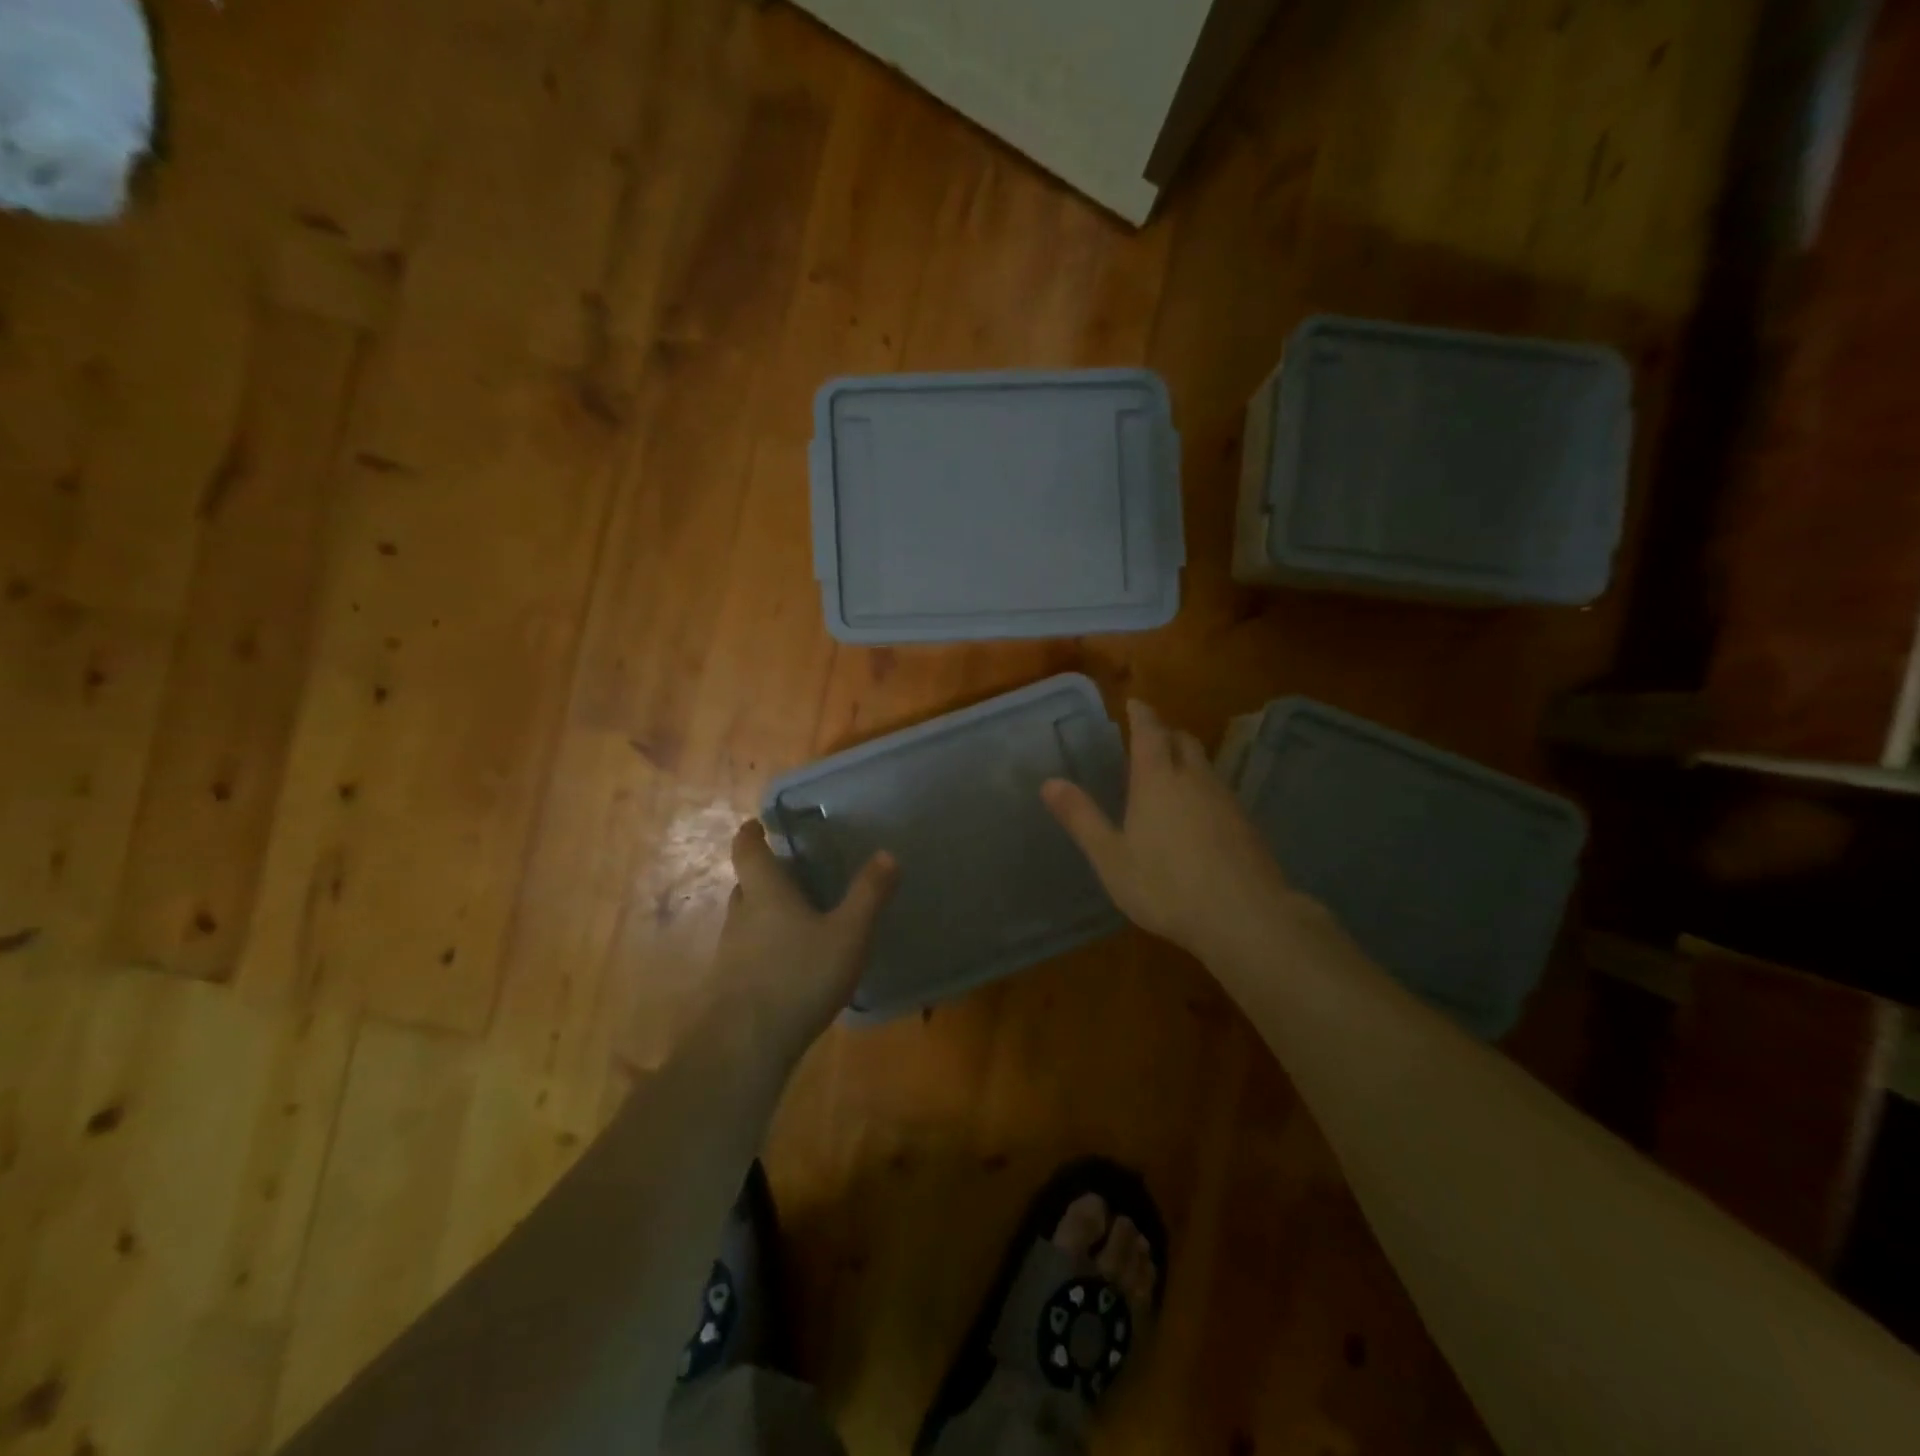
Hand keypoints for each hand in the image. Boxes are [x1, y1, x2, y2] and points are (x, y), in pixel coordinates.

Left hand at [711, 819, 896, 1050]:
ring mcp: (729, 953)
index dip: (750, 834)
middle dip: (764, 875)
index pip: (747, 851)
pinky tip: (787, 965)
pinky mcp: (728, 986)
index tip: (756, 824)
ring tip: (795, 918)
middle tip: (791, 873)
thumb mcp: (848, 934)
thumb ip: (868, 894)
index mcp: (766, 894)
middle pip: (746, 885)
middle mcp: (741, 916)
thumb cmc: (799, 977)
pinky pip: (746, 953)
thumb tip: (887, 853)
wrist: (744, 1047)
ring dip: (763, 912)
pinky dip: (763, 947)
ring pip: (744, 920)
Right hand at [1042, 700, 1294, 961]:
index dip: (1141, 714)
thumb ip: (1081, 818)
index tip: (1134, 703)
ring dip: (1187, 762)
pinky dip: (1204, 791)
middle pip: (1183, 741)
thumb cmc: (1165, 886)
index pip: (1149, 731)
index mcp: (1158, 779)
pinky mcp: (1247, 826)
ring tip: (1171, 776)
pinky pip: (1220, 793)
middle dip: (1166, 734)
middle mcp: (1195, 780)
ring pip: (1205, 767)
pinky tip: (1198, 818)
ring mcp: (1226, 801)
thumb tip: (1049, 782)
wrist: (1245, 917)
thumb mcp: (1111, 857)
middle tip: (1150, 739)